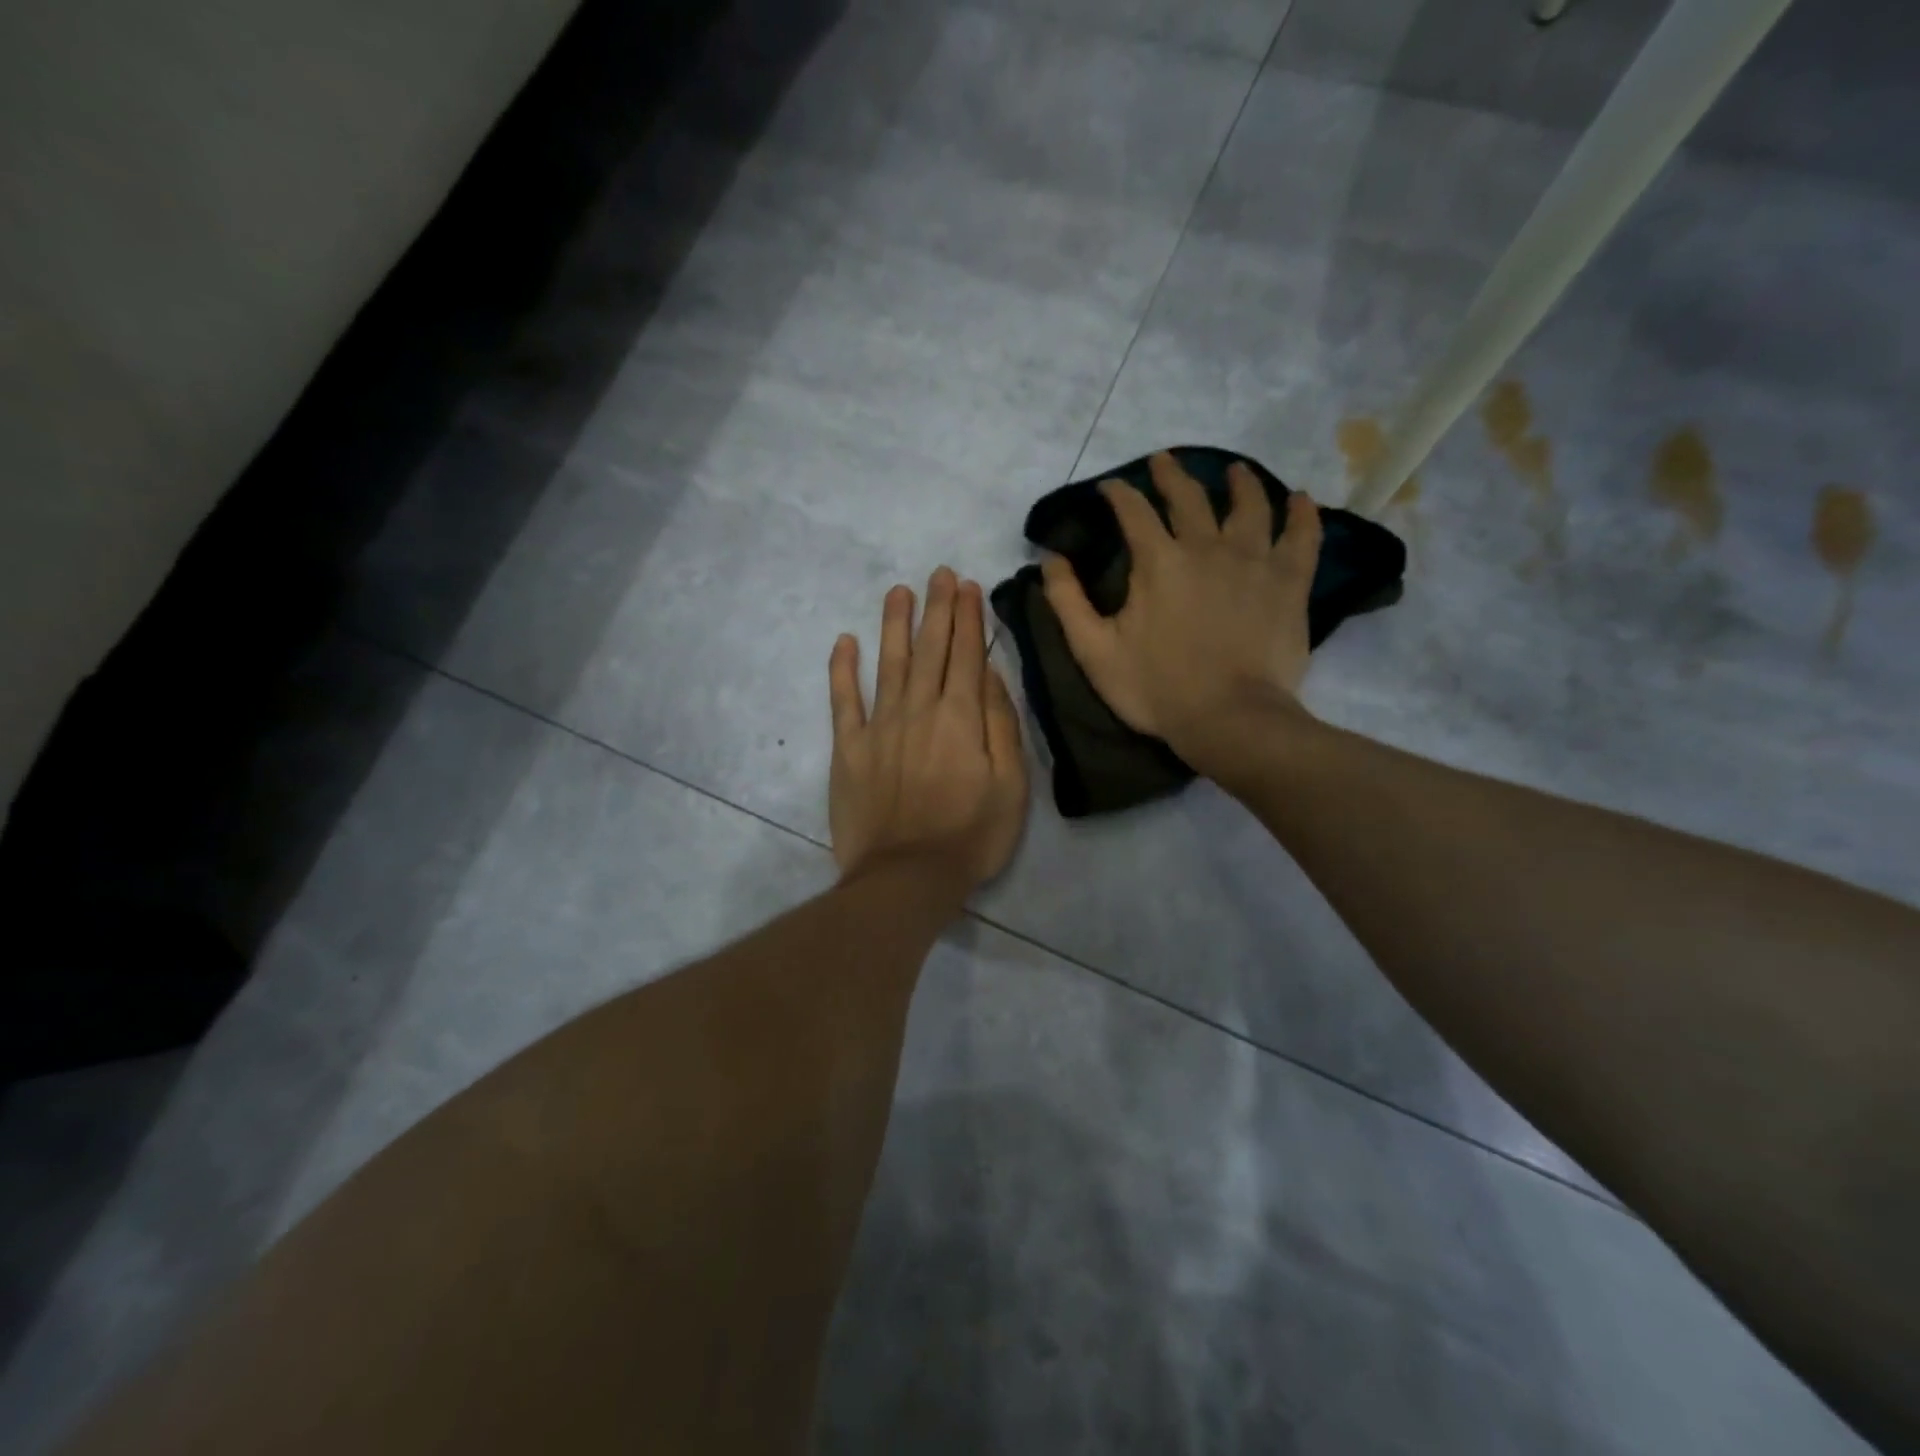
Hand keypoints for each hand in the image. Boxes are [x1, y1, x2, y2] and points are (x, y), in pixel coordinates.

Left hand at [829, 567, 1028, 893]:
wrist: (906, 877)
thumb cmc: (971, 836)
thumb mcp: (1011, 786)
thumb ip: (1001, 725)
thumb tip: (989, 675)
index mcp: (961, 718)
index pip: (965, 655)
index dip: (966, 618)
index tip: (966, 586)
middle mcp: (919, 710)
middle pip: (930, 650)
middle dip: (936, 609)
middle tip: (938, 575)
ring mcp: (879, 727)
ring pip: (890, 664)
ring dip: (895, 625)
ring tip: (898, 592)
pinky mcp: (848, 750)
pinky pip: (843, 702)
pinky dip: (843, 670)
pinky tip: (845, 642)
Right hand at [1042, 451, 1322, 774]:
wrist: (1228, 719)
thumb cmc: (1156, 688)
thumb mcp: (1094, 651)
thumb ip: (1067, 602)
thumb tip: (1050, 560)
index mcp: (1158, 562)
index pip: (1133, 511)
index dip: (1119, 494)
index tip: (1110, 487)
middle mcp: (1207, 547)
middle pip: (1189, 497)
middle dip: (1172, 475)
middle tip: (1164, 461)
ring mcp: (1254, 561)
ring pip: (1250, 505)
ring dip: (1239, 483)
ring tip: (1235, 471)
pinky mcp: (1289, 583)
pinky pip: (1302, 537)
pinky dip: (1302, 515)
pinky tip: (1300, 500)